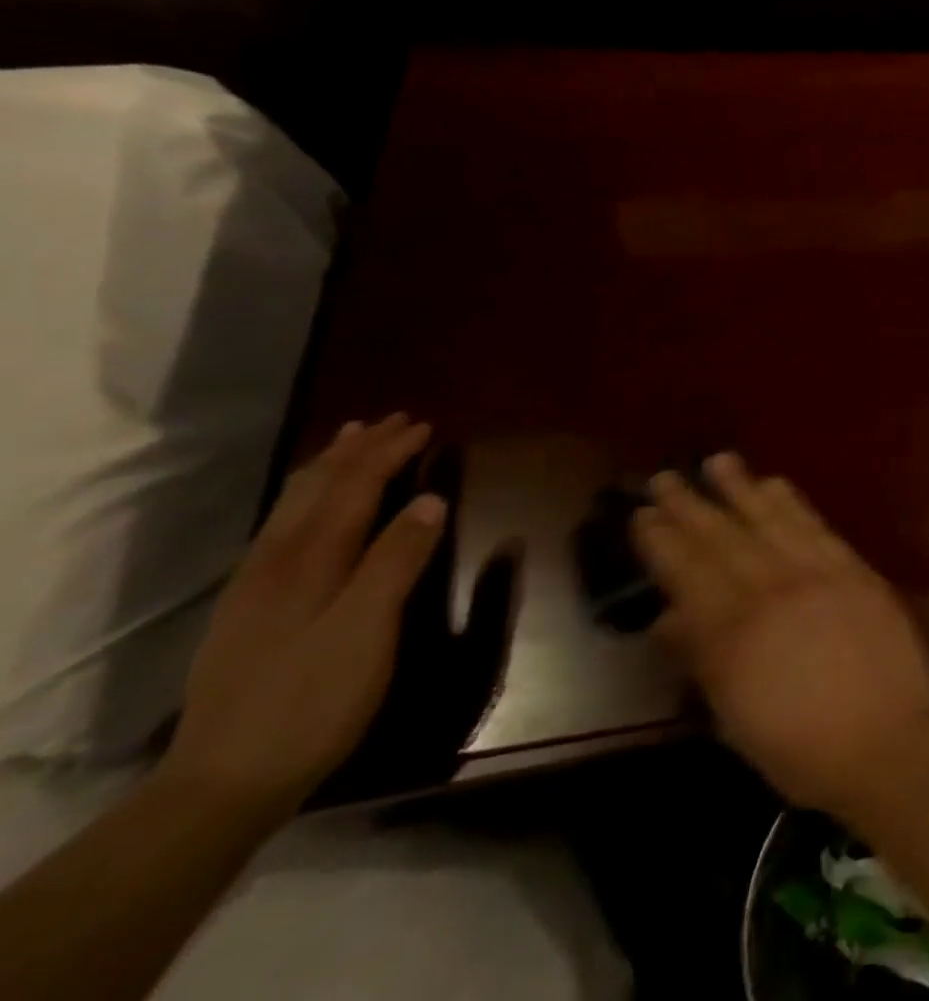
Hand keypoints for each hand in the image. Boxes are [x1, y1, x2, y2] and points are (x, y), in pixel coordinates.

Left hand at [160, 415, 446, 813]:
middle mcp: (276, 560)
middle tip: (390, 420)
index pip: (353, 486)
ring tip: (347, 442)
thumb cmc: (313, 699)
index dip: (388, 452)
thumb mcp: (368, 628)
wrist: (223, 782)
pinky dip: (306, 499)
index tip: (424, 425)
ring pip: (292, 506)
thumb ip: (397, 560)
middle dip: (356, 449)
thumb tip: (430, 499)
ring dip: (326, 468)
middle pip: (317, 488)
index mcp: (310, 559)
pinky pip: (281, 529)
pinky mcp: (248, 609)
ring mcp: (254, 585)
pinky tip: (309, 509)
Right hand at [634, 455, 928, 814]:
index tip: (643, 514)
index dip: (661, 541)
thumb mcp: (735, 719)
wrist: (888, 741)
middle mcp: (768, 591)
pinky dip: (790, 501)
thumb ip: (701, 659)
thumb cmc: (803, 750)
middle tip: (664, 477)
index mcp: (731, 635)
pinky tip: (774, 482)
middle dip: (688, 505)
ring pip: (767, 519)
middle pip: (720, 539)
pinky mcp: (851, 566)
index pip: (686, 574)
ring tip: (717, 460)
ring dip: (738, 487)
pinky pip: (814, 524)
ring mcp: (814, 573)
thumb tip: (668, 618)